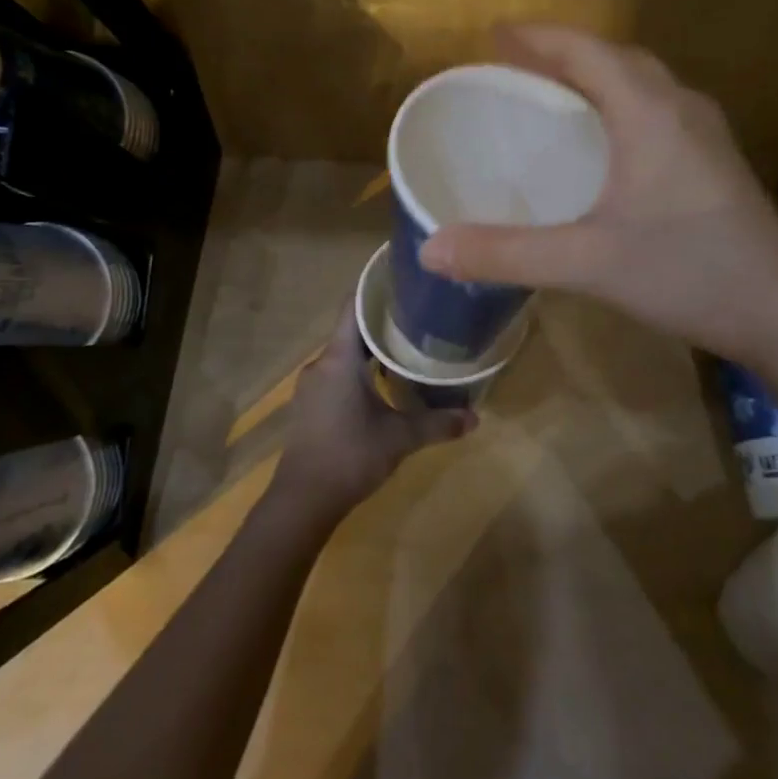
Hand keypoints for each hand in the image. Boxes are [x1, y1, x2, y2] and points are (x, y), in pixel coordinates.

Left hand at [269, 308, 476, 527]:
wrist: (302, 501)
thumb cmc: (350, 456)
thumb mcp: (400, 439)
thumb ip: (437, 424)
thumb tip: (475, 417)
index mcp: (340, 358)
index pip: (353, 306)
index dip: (375, 288)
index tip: (401, 278)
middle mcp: (322, 363)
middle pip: (352, 328)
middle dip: (383, 320)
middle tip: (418, 313)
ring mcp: (313, 385)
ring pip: (345, 353)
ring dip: (372, 347)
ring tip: (407, 344)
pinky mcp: (311, 404)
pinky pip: (338, 372)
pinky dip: (360, 368)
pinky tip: (384, 380)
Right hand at [419, 24, 777, 359]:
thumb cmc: (687, 273)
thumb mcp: (588, 263)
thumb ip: (508, 253)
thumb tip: (432, 249)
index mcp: (649, 112)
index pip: (586, 50)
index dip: (538, 36)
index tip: (493, 34)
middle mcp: (680, 108)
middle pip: (615, 57)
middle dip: (563, 50)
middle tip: (516, 62)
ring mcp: (705, 133)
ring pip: (642, 81)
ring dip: (595, 73)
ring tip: (552, 90)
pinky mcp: (714, 159)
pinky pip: (657, 107)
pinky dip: (619, 102)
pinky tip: (605, 139)